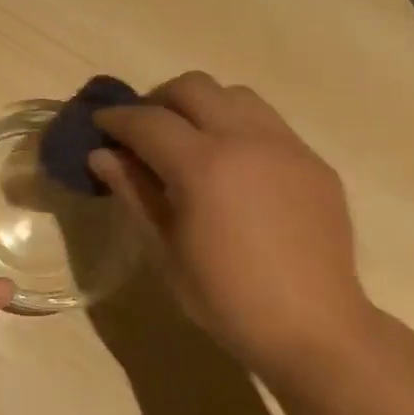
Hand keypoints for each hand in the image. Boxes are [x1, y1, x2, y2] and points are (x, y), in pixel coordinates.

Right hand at [91, 72, 374, 375]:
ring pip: (234, 95)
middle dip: (158, 101)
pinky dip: (237, 127)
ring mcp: (286, 146)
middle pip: (193, 87)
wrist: (313, 327)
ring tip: (189, 140)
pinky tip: (232, 166)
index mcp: (203, 166)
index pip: (147, 120)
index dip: (117, 118)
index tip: (100, 123)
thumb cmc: (226, 298)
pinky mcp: (312, 160)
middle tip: (143, 131)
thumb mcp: (166, 249)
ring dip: (201, 106)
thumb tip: (101, 155)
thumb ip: (134, 192)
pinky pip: (267, 122)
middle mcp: (246, 140)